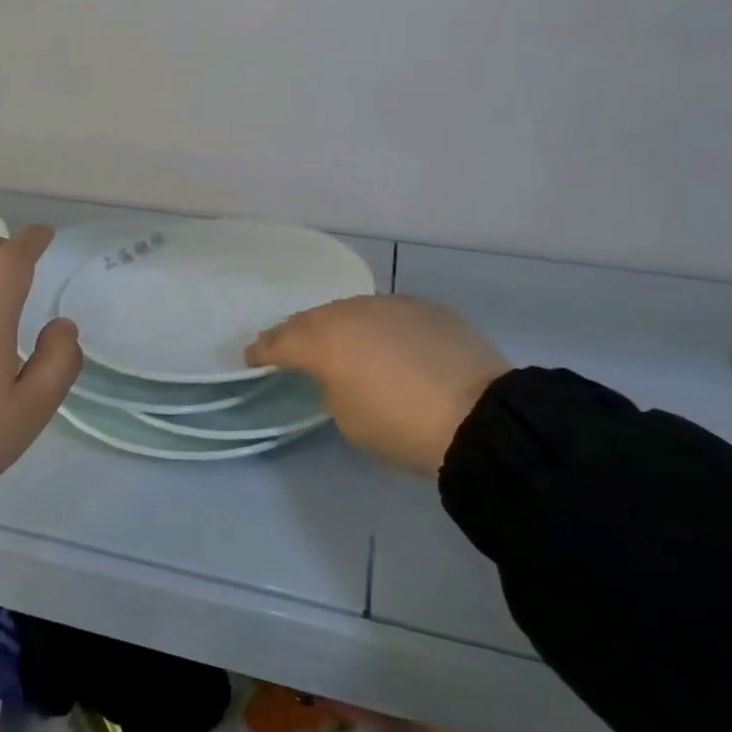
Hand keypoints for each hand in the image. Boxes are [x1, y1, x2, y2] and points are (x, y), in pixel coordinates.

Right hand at [246, 296, 511, 474]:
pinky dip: (377, 326)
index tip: (251, 357)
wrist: (480, 416)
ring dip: (339, 325)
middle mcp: (352, 311)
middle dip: (297, 332)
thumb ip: (331, 384)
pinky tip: (386, 343)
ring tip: (340, 342)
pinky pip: (388, 313)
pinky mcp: (425, 307)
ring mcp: (391, 304)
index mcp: (325, 341)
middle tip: (288, 346)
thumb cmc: (403, 427)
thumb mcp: (349, 418)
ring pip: (352, 310)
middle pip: (313, 318)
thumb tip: (339, 371)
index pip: (281, 341)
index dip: (262, 350)